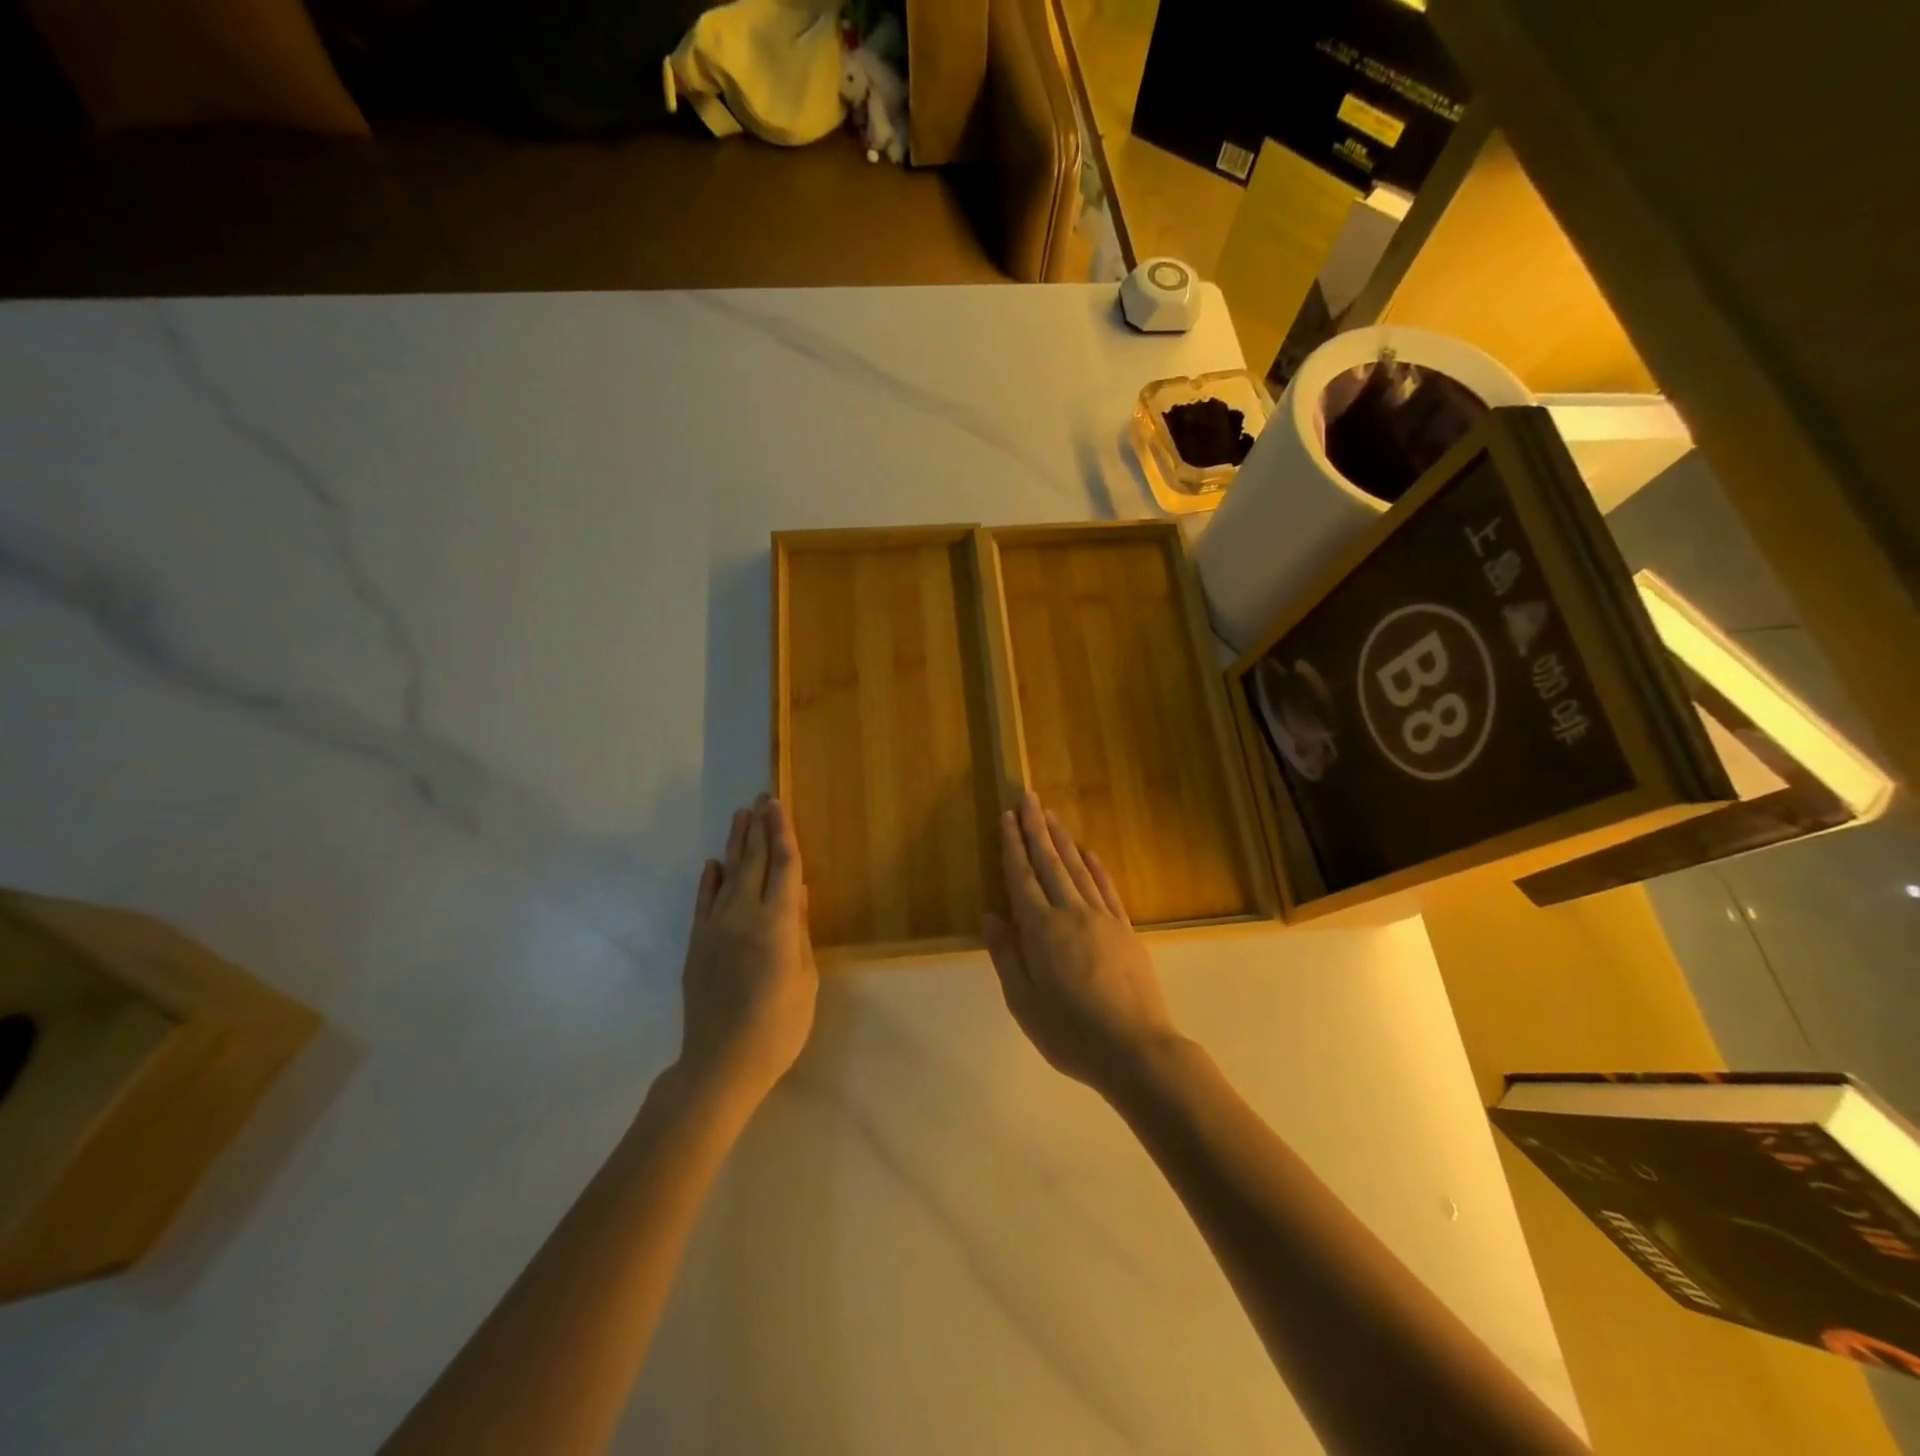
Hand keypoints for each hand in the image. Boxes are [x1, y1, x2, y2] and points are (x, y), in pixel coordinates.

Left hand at [678, 795, 817, 1104]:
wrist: (720, 1064)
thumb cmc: (778, 1027)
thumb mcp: (805, 980)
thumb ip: (801, 932)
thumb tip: (800, 894)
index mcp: (778, 923)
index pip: (784, 866)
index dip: (783, 833)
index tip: (779, 805)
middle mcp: (744, 915)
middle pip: (754, 862)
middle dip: (759, 828)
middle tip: (762, 798)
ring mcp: (715, 928)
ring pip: (728, 875)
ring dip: (736, 844)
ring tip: (741, 816)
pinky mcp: (697, 944)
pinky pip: (704, 902)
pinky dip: (709, 880)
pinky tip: (714, 863)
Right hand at [983, 793, 1182, 1099]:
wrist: (1136, 1050)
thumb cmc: (1070, 1032)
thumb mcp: (1023, 1002)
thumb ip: (1006, 956)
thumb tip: (990, 916)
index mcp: (1041, 930)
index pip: (1022, 877)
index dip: (1013, 846)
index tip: (1007, 817)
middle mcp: (1071, 913)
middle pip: (1050, 863)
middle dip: (1036, 829)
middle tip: (1028, 798)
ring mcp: (1103, 918)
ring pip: (1078, 869)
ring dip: (1063, 840)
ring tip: (1051, 816)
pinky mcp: (1126, 929)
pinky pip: (1107, 888)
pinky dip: (1096, 867)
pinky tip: (1089, 853)